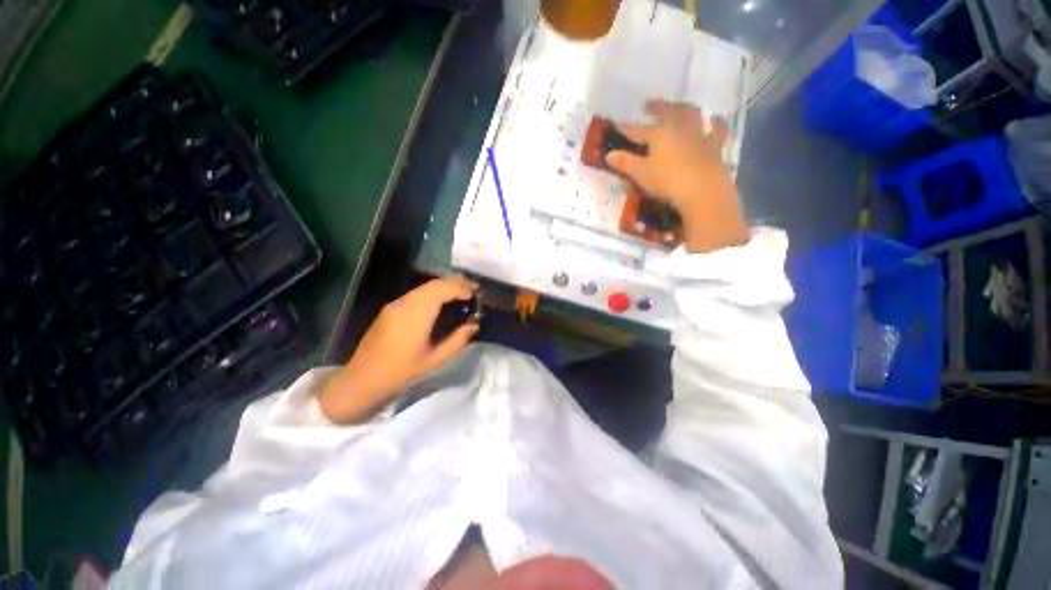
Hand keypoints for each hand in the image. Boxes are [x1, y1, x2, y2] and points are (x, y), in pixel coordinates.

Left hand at [318, 278, 479, 423]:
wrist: (362, 380)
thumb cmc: (401, 372)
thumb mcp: (435, 360)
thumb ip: (457, 340)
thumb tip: (474, 325)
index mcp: (416, 315)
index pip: (441, 289)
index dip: (460, 287)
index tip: (475, 293)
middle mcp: (404, 304)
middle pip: (433, 284)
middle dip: (454, 283)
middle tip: (471, 292)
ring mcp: (394, 305)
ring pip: (423, 287)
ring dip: (443, 287)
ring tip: (459, 296)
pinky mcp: (389, 309)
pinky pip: (415, 294)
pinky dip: (432, 293)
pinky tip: (439, 304)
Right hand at [606, 99, 748, 253]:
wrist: (703, 190)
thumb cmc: (667, 181)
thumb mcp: (641, 174)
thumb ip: (625, 163)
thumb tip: (608, 155)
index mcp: (659, 134)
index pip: (638, 129)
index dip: (627, 128)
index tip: (618, 124)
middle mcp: (680, 128)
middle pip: (667, 112)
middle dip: (657, 107)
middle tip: (650, 103)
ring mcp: (699, 135)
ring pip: (693, 114)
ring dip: (685, 108)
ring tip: (681, 106)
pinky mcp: (715, 146)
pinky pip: (718, 129)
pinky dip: (716, 123)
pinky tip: (715, 119)